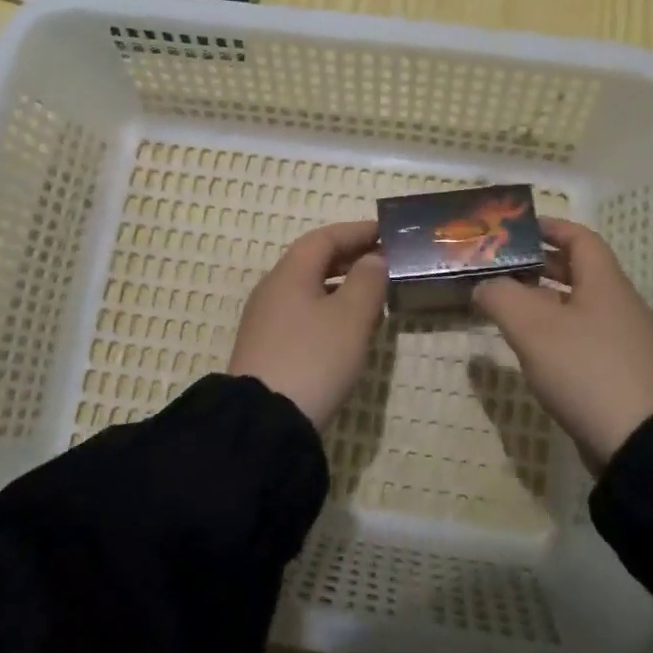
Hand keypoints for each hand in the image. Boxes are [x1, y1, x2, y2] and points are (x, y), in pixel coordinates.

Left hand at [229, 220, 387, 430]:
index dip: (357, 232)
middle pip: (314, 262)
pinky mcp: (268, 349)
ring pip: (309, 291)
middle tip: (386, 263)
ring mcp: (266, 321)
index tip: (388, 233)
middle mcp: (273, 290)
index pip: (325, 238)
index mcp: (290, 274)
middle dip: (351, 259)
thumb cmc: (314, 358)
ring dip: (343, 288)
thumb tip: (373, 259)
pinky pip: (303, 316)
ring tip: (375, 299)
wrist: (265, 421)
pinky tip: (350, 333)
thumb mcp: (351, 317)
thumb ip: (368, 281)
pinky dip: (330, 312)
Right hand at [473, 218, 652, 472]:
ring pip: (578, 306)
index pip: (580, 237)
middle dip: (539, 265)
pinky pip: (583, 338)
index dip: (549, 227)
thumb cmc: (585, 369)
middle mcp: (619, 304)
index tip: (516, 229)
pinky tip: (532, 350)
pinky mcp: (620, 372)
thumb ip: (501, 297)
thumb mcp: (532, 327)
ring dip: (543, 301)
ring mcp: (623, 341)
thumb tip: (484, 286)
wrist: (640, 442)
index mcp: (605, 282)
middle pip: (578, 271)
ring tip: (506, 307)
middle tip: (500, 267)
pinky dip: (555, 332)